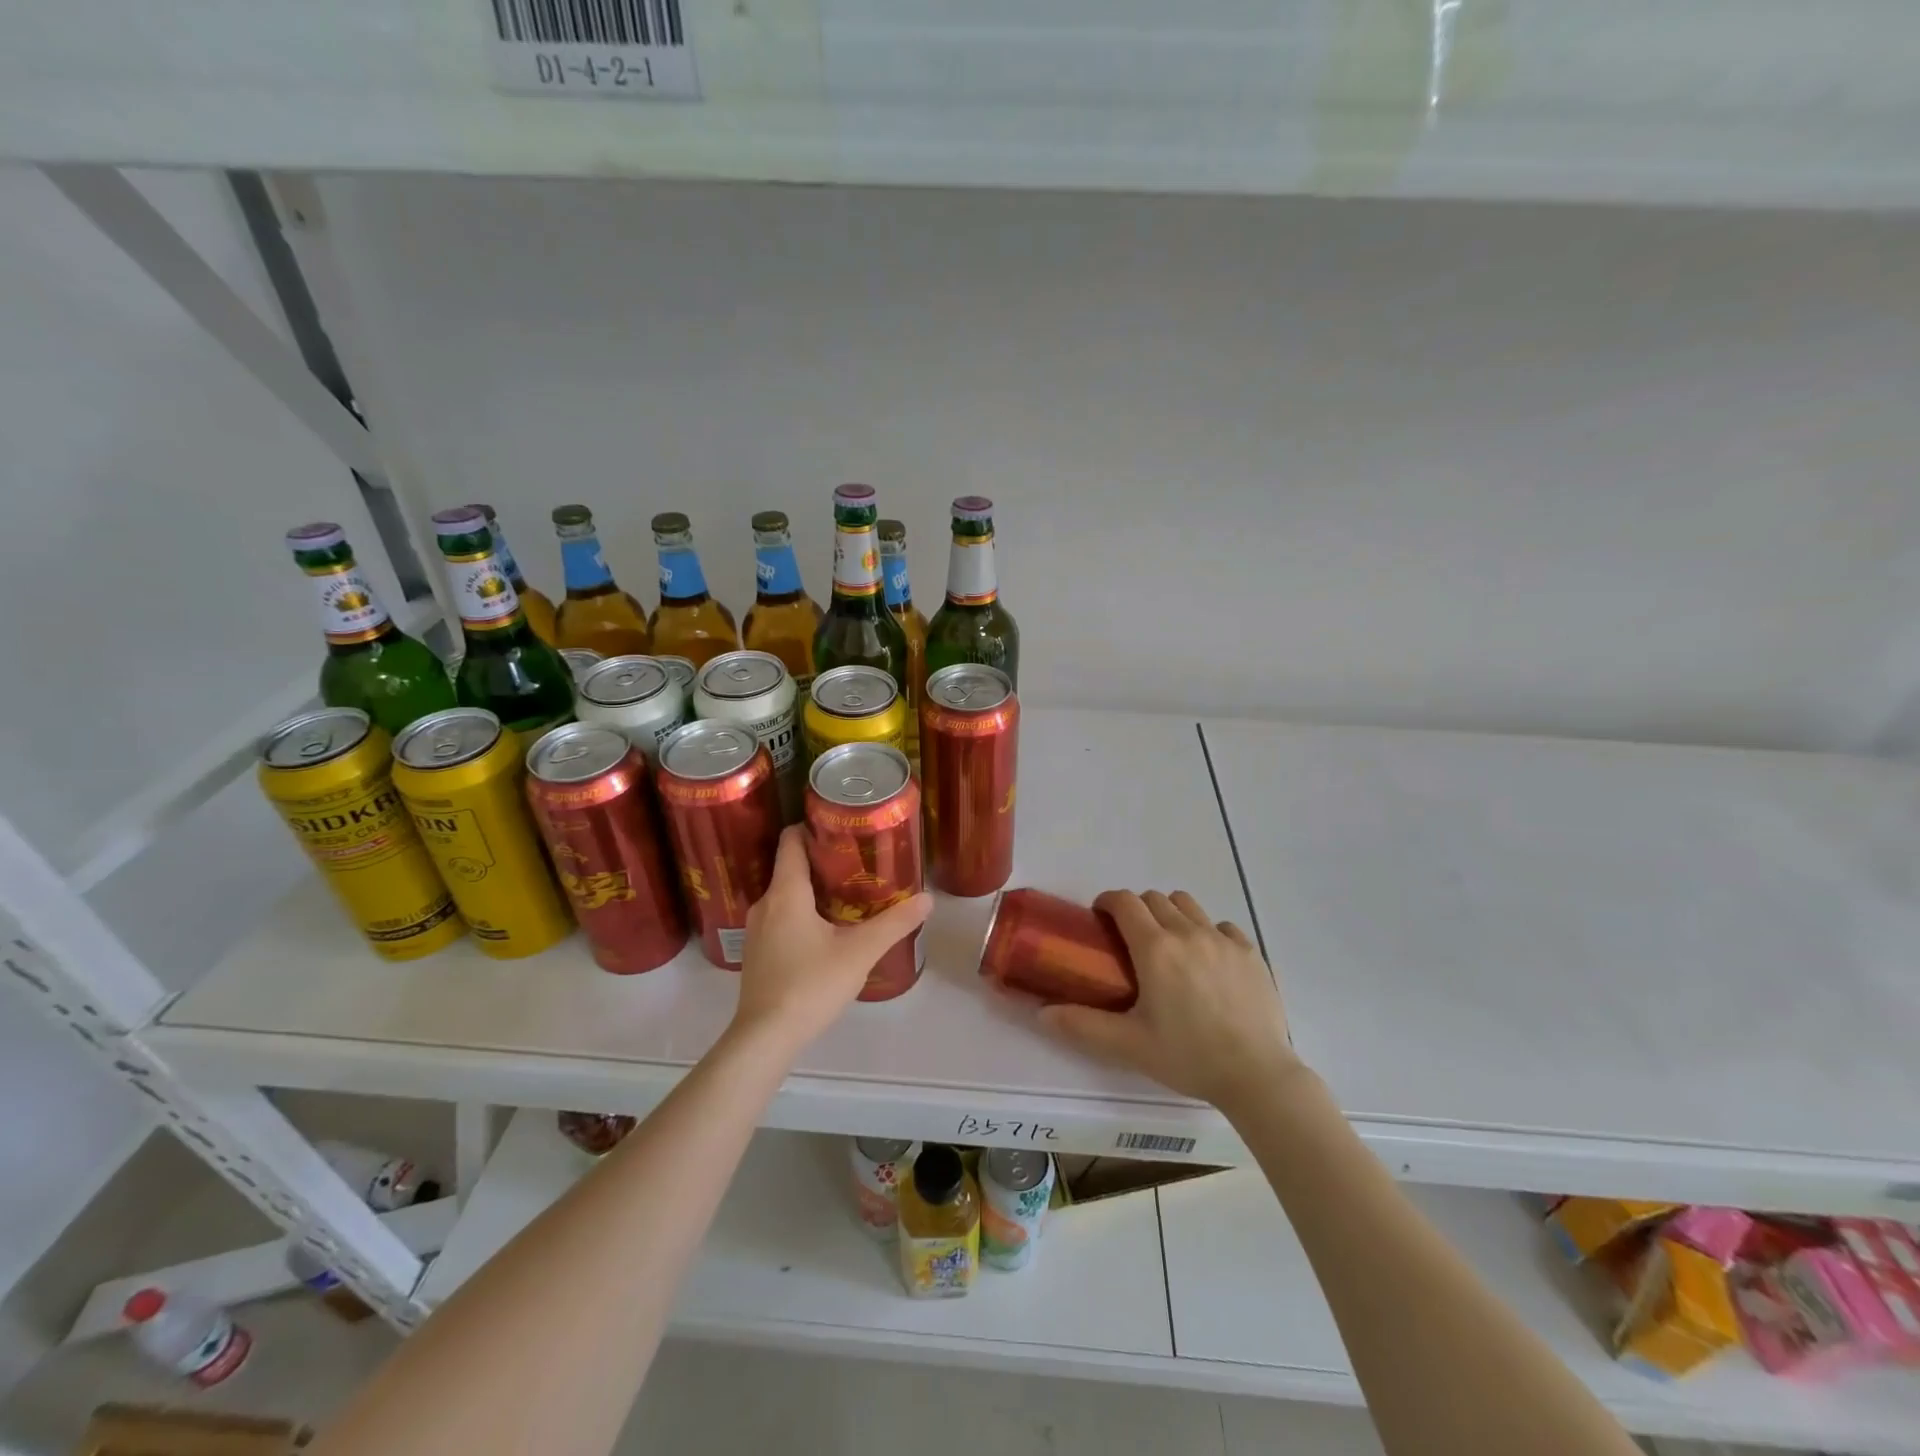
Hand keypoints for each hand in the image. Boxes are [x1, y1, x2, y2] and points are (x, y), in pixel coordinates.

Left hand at [731, 826, 932, 1051]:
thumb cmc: (810, 985)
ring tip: (848, 893)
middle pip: (790, 866)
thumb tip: (928, 898)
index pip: (790, 840)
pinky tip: (827, 929)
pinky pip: (781, 917)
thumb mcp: (860, 952)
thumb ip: (894, 923)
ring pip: (786, 894)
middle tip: (858, 860)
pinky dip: (802, 912)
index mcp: (786, 892)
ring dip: (813, 889)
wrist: (765, 1038)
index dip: (812, 826)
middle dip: (822, 860)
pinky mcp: (757, 952)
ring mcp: (757, 930)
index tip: (841, 826)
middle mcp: (765, 903)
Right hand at [1038, 890, 1299, 1111]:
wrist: (1257, 1075)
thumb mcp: (1128, 1045)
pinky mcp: (1250, 953)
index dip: (1108, 901)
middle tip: (1131, 940)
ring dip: (1171, 914)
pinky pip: (1223, 926)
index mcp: (1155, 948)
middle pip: (1155, 898)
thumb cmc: (1187, 1057)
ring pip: (1188, 905)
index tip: (1100, 917)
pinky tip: (1208, 961)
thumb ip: (1082, 1025)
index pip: (1125, 901)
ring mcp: (1223, 939)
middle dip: (1137, 909)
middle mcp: (1187, 932)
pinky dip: (1209, 933)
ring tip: (1170, 946)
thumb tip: (1041, 1013)